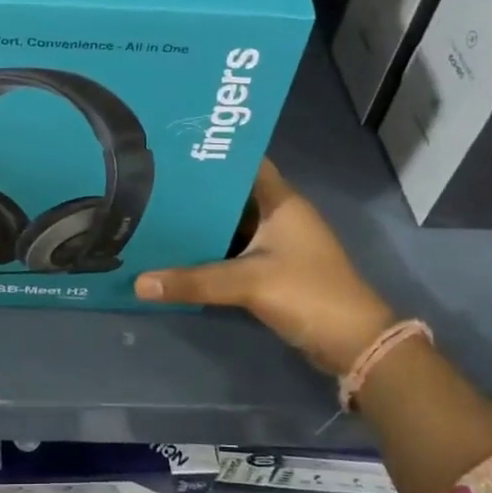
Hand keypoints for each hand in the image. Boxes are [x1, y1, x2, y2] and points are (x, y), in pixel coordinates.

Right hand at [134, 159, 394, 375]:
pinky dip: (211, 251)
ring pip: (231, 225)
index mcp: (281, 201)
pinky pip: (234, 252)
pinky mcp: (273, 270)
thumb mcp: (248, 283)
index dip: (214, 154)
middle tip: (152, 183)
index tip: (174, 149)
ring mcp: (277, 244)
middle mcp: (279, 216)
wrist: (352, 343)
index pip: (246, 162)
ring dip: (202, 223)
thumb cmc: (308, 293)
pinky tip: (178, 252)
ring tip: (156, 214)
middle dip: (197, 191)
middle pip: (232, 194)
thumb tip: (138, 282)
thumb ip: (194, 281)